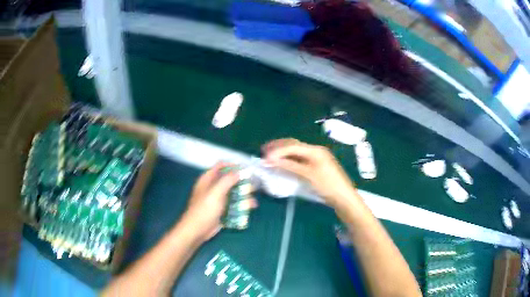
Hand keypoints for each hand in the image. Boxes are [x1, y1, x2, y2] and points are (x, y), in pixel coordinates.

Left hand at [182, 162, 256, 242]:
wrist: (197, 230)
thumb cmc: (204, 209)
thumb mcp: (216, 192)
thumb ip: (228, 180)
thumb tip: (241, 171)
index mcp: (208, 179)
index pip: (221, 166)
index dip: (233, 166)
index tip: (245, 169)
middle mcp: (213, 187)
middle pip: (229, 180)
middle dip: (242, 183)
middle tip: (253, 185)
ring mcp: (218, 200)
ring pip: (233, 193)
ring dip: (244, 196)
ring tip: (254, 201)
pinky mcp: (222, 210)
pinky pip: (234, 205)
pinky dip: (242, 205)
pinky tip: (250, 207)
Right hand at [263, 139, 357, 208]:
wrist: (344, 198)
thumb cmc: (327, 185)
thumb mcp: (308, 175)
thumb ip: (290, 166)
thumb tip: (271, 160)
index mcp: (315, 150)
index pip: (292, 146)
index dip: (277, 150)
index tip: (264, 157)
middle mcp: (315, 151)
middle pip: (294, 145)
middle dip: (279, 147)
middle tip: (264, 151)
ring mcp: (316, 158)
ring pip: (296, 152)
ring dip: (283, 153)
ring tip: (270, 156)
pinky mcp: (316, 167)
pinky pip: (300, 159)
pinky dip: (289, 160)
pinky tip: (282, 163)